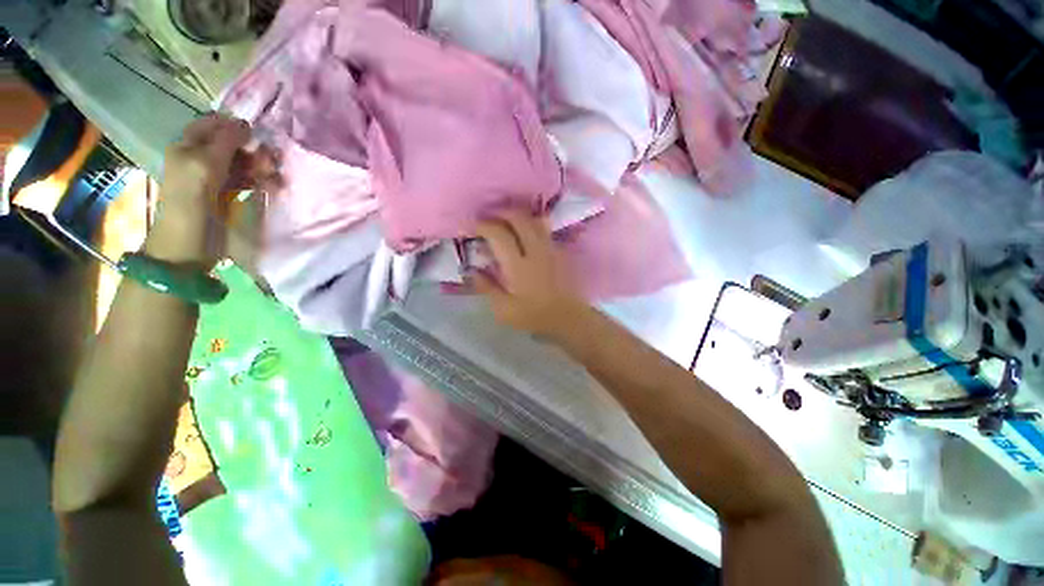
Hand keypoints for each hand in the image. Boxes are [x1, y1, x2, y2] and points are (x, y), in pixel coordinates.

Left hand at [149, 113, 277, 263]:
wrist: (189, 244)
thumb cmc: (191, 202)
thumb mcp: (204, 165)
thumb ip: (225, 142)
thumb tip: (246, 123)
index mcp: (188, 147)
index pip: (214, 124)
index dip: (235, 126)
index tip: (256, 136)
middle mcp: (202, 158)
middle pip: (231, 144)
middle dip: (252, 149)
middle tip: (269, 160)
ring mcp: (217, 178)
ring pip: (243, 162)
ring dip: (260, 166)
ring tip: (273, 175)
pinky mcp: (229, 195)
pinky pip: (248, 180)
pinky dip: (261, 180)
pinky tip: (271, 185)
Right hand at [470, 210, 588, 336]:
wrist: (568, 318)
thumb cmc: (534, 316)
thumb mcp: (504, 310)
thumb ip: (487, 287)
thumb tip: (471, 270)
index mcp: (518, 266)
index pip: (499, 234)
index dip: (484, 226)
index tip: (474, 227)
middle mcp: (535, 251)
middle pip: (519, 218)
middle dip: (501, 212)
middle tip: (489, 217)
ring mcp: (550, 248)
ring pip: (534, 219)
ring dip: (518, 215)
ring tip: (506, 220)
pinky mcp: (560, 250)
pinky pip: (545, 228)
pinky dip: (532, 223)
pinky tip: (525, 230)